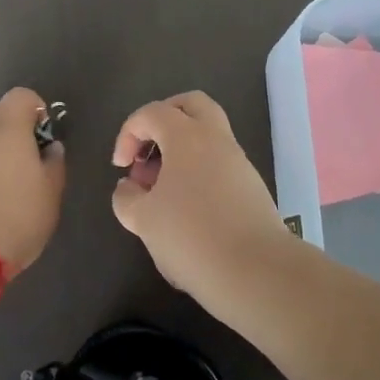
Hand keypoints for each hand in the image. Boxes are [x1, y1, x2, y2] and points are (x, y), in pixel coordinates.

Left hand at [0, 87, 66, 276]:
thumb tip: (51, 148)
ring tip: (6, 182)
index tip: (42, 134)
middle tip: (23, 156)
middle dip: (8, 127)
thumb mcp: (50, 194)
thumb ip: (53, 166)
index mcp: (9, 128)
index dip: (34, 108)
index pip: (20, 96)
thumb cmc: (16, 215)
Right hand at [111, 91, 290, 301]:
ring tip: (163, 189)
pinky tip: (188, 209)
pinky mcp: (253, 188)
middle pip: (191, 105)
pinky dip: (199, 172)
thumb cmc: (191, 237)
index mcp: (187, 135)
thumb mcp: (143, 220)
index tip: (121, 167)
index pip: (152, 113)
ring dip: (182, 150)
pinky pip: (220, 163)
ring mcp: (239, 162)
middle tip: (149, 150)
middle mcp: (216, 139)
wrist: (257, 273)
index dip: (128, 134)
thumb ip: (126, 198)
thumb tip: (129, 187)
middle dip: (164, 119)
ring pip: (209, 135)